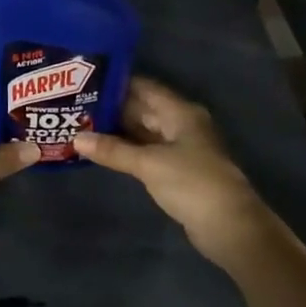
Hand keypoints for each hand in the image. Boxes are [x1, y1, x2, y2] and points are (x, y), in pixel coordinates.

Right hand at [73, 76, 267, 264]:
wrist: (229, 226)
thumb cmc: (191, 183)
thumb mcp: (149, 164)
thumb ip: (113, 150)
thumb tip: (76, 138)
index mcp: (180, 112)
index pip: (145, 88)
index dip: (117, 83)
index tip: (86, 80)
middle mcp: (181, 124)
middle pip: (143, 109)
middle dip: (113, 108)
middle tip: (76, 105)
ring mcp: (181, 148)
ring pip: (144, 132)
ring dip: (118, 131)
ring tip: (82, 125)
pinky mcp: (178, 170)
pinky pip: (147, 152)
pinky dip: (128, 150)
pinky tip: (104, 151)